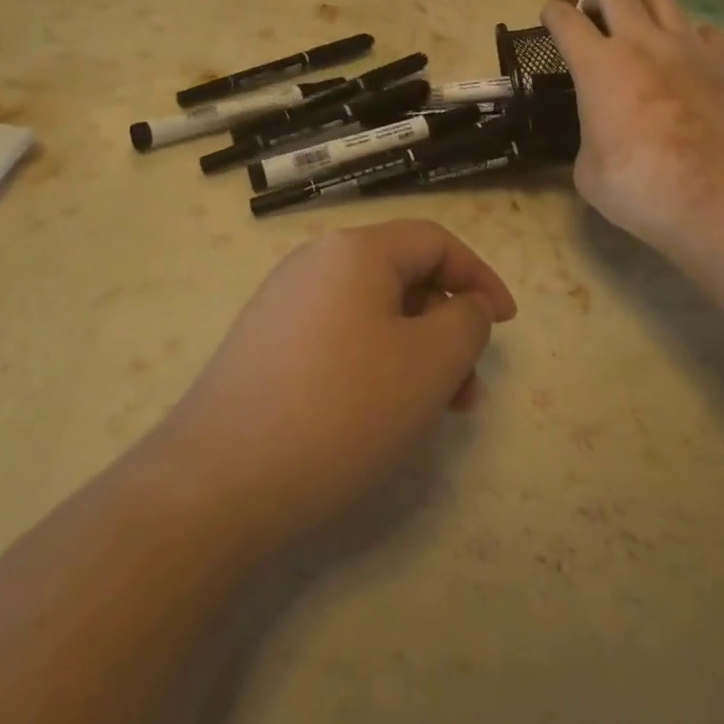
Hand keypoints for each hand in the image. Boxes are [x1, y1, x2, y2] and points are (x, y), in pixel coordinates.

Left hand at [160, 220, 515, 552]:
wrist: (217, 481)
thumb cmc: (340, 410)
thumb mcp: (428, 364)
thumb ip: (466, 323)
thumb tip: (466, 305)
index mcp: (356, 250)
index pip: (434, 242)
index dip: (478, 277)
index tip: (506, 324)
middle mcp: (316, 261)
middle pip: (402, 275)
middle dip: (445, 325)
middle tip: (468, 386)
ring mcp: (284, 301)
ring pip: (372, 311)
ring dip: (414, 351)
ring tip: (432, 411)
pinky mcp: (265, 342)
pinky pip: (339, 335)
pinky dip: (375, 362)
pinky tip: (378, 412)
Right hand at [543, 0, 723, 253]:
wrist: (717, 193)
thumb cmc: (639, 184)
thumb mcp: (588, 171)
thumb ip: (590, 138)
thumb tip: (600, 138)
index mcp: (597, 65)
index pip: (565, 20)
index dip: (554, 13)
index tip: (551, 16)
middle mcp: (640, 42)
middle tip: (597, 14)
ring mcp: (687, 46)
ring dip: (643, 0)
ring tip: (640, 16)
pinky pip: (706, 30)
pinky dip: (692, 35)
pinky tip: (691, 52)